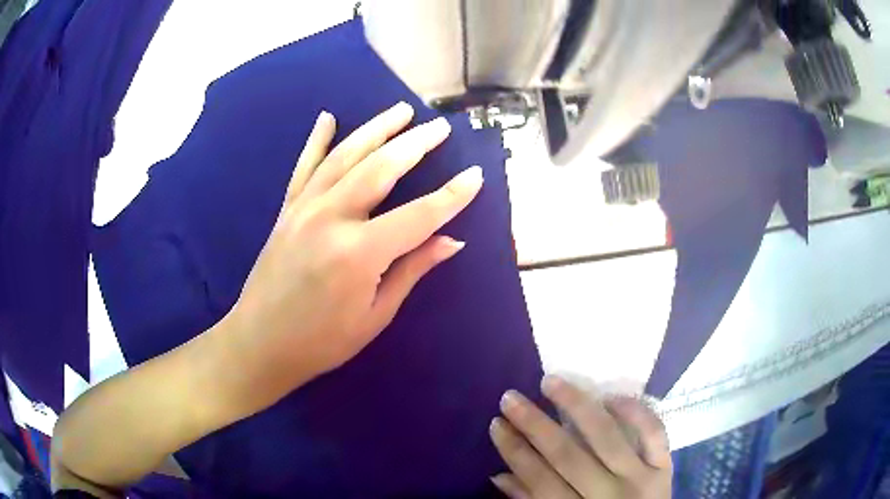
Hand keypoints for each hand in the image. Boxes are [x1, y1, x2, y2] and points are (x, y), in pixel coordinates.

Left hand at [227, 102, 482, 394]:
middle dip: (416, 143)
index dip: (452, 196)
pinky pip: (304, 166)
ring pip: (346, 156)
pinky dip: (317, 140)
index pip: (419, 215)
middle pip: (381, 168)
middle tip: (439, 127)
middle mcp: (332, 219)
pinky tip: (328, 118)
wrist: (260, 342)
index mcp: (360, 253)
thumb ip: (411, 270)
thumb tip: (451, 241)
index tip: (476, 175)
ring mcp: (305, 208)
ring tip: (400, 110)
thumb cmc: (322, 341)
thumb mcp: (375, 316)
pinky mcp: (287, 209)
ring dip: (376, 129)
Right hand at [490, 377, 671, 498]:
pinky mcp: (664, 465)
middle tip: (511, 397)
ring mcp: (640, 478)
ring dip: (577, 406)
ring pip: (607, 437)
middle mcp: (609, 495)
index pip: (539, 480)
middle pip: (568, 456)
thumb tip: (499, 475)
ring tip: (551, 382)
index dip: (515, 452)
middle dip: (535, 425)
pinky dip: (636, 412)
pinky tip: (612, 396)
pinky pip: (654, 433)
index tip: (497, 423)